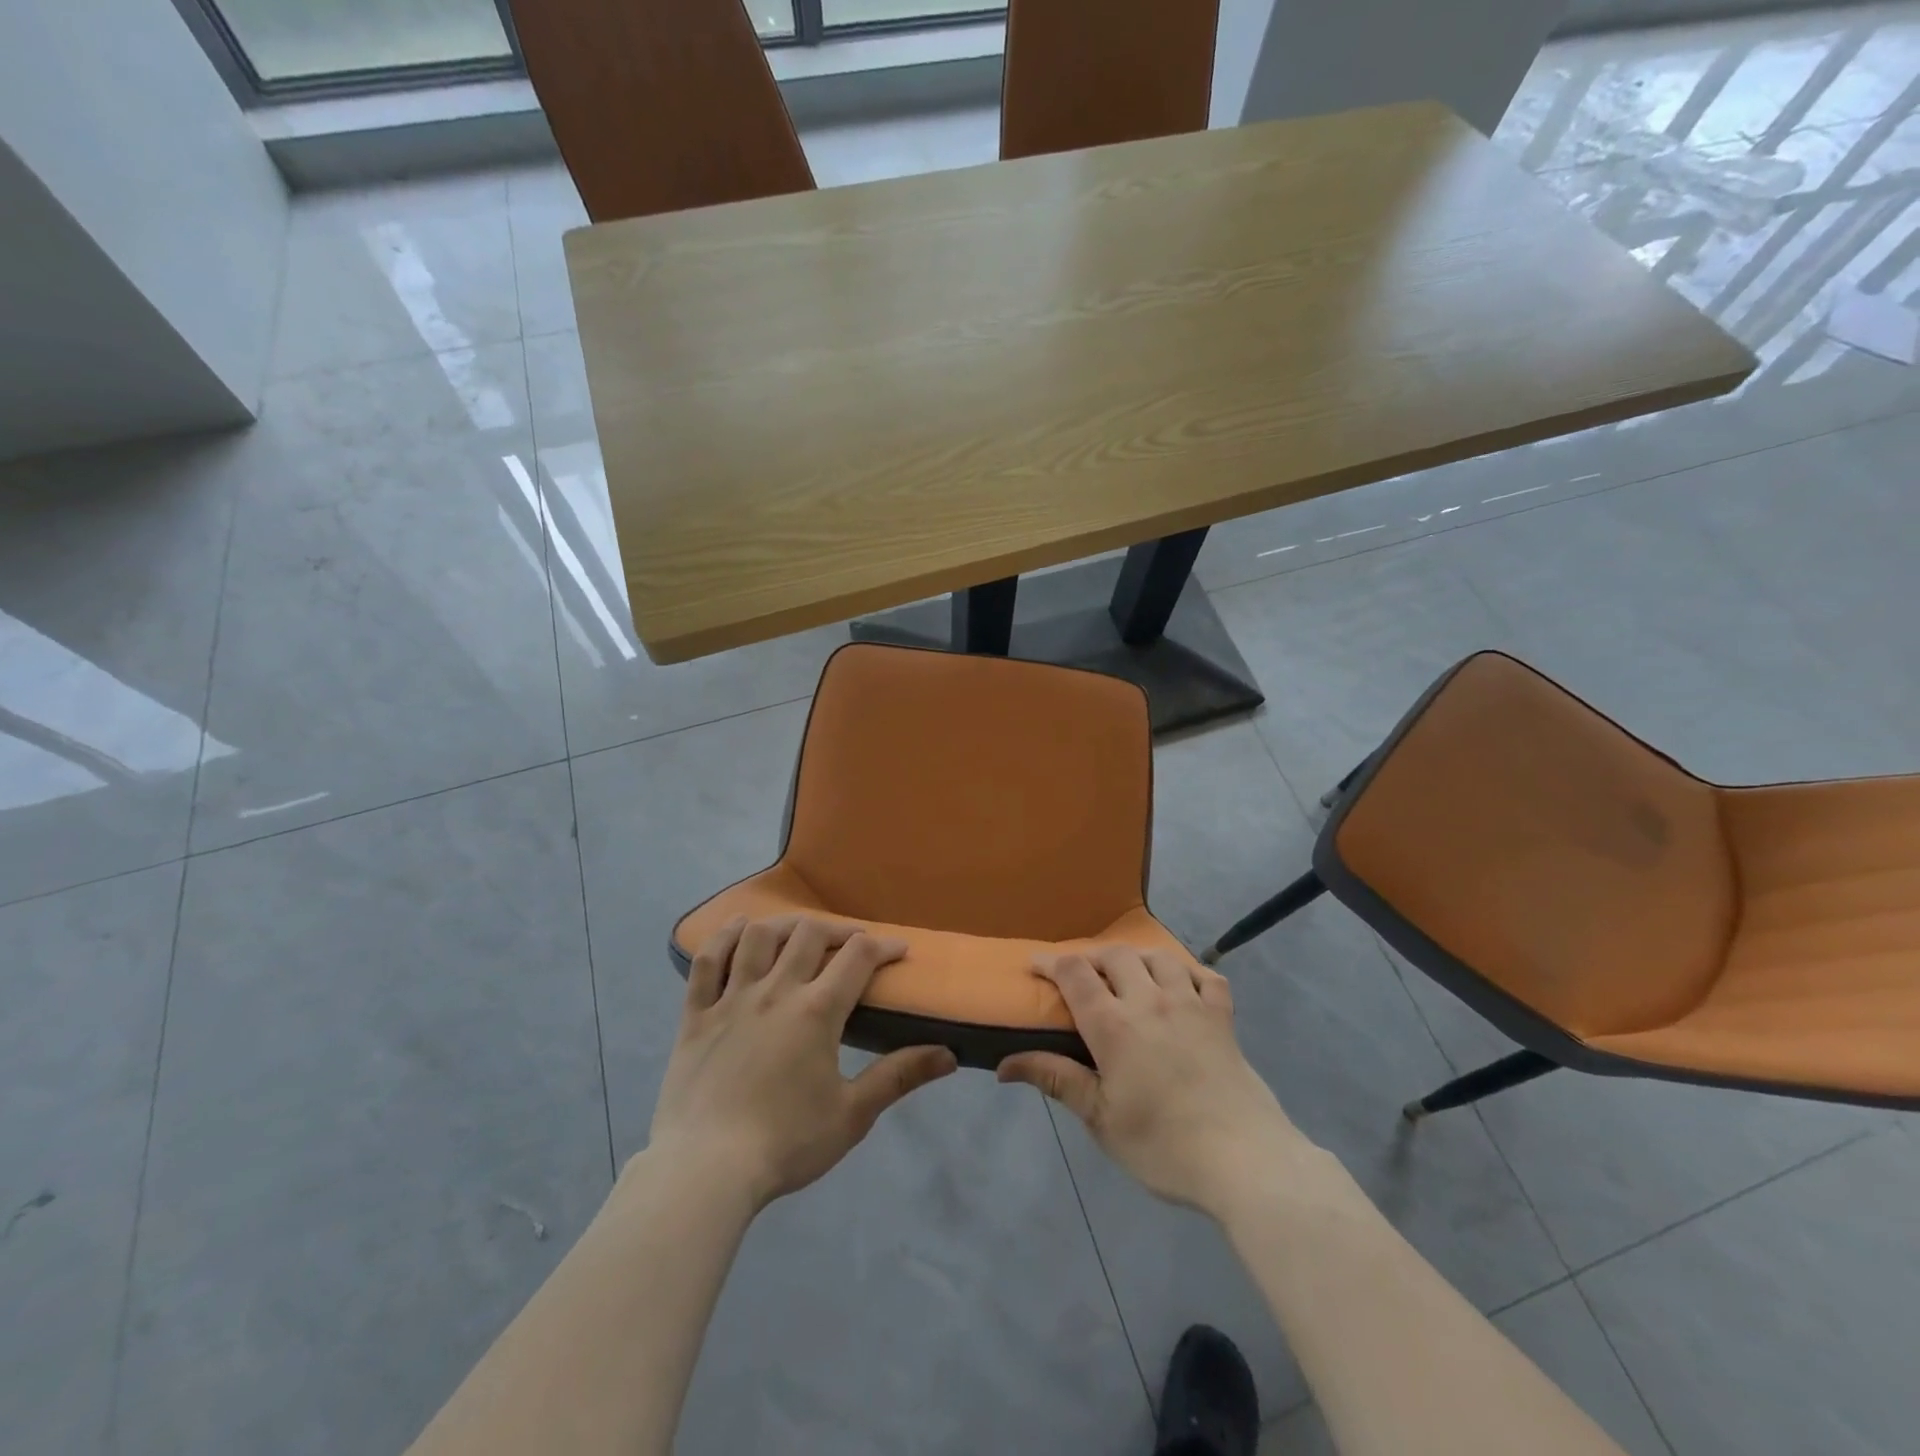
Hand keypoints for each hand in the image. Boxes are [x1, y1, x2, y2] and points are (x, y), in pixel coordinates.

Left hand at [647, 915, 957, 1210]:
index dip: (884, 946)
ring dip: (785, 924)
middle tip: (852, 943)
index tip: (899, 951)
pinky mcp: (696, 1015)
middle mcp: (776, 990)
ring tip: (799, 931)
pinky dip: (724, 937)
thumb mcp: (853, 1115)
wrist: (705, 1170)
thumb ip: (900, 1077)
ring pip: (759, 937)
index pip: (859, 957)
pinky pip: (708, 961)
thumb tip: (950, 1055)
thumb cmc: (785, 1144)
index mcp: (817, 1011)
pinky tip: (738, 928)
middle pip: (810, 934)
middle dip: (839, 930)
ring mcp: (732, 999)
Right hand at [997, 946, 1305, 1218]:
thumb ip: (1056, 1079)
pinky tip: (1182, 987)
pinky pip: (1206, 977)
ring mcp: (1191, 1004)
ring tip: (1128, 976)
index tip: (1035, 966)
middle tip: (1081, 977)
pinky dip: (1190, 973)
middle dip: (1092, 958)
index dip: (1050, 962)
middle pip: (1115, 955)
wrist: (1244, 1160)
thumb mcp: (1100, 1119)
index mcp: (1114, 1024)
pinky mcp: (1223, 1017)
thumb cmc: (1162, 1145)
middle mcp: (1150, 1001)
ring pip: (1159, 957)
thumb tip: (1003, 1065)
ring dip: (1137, 959)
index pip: (1075, 973)